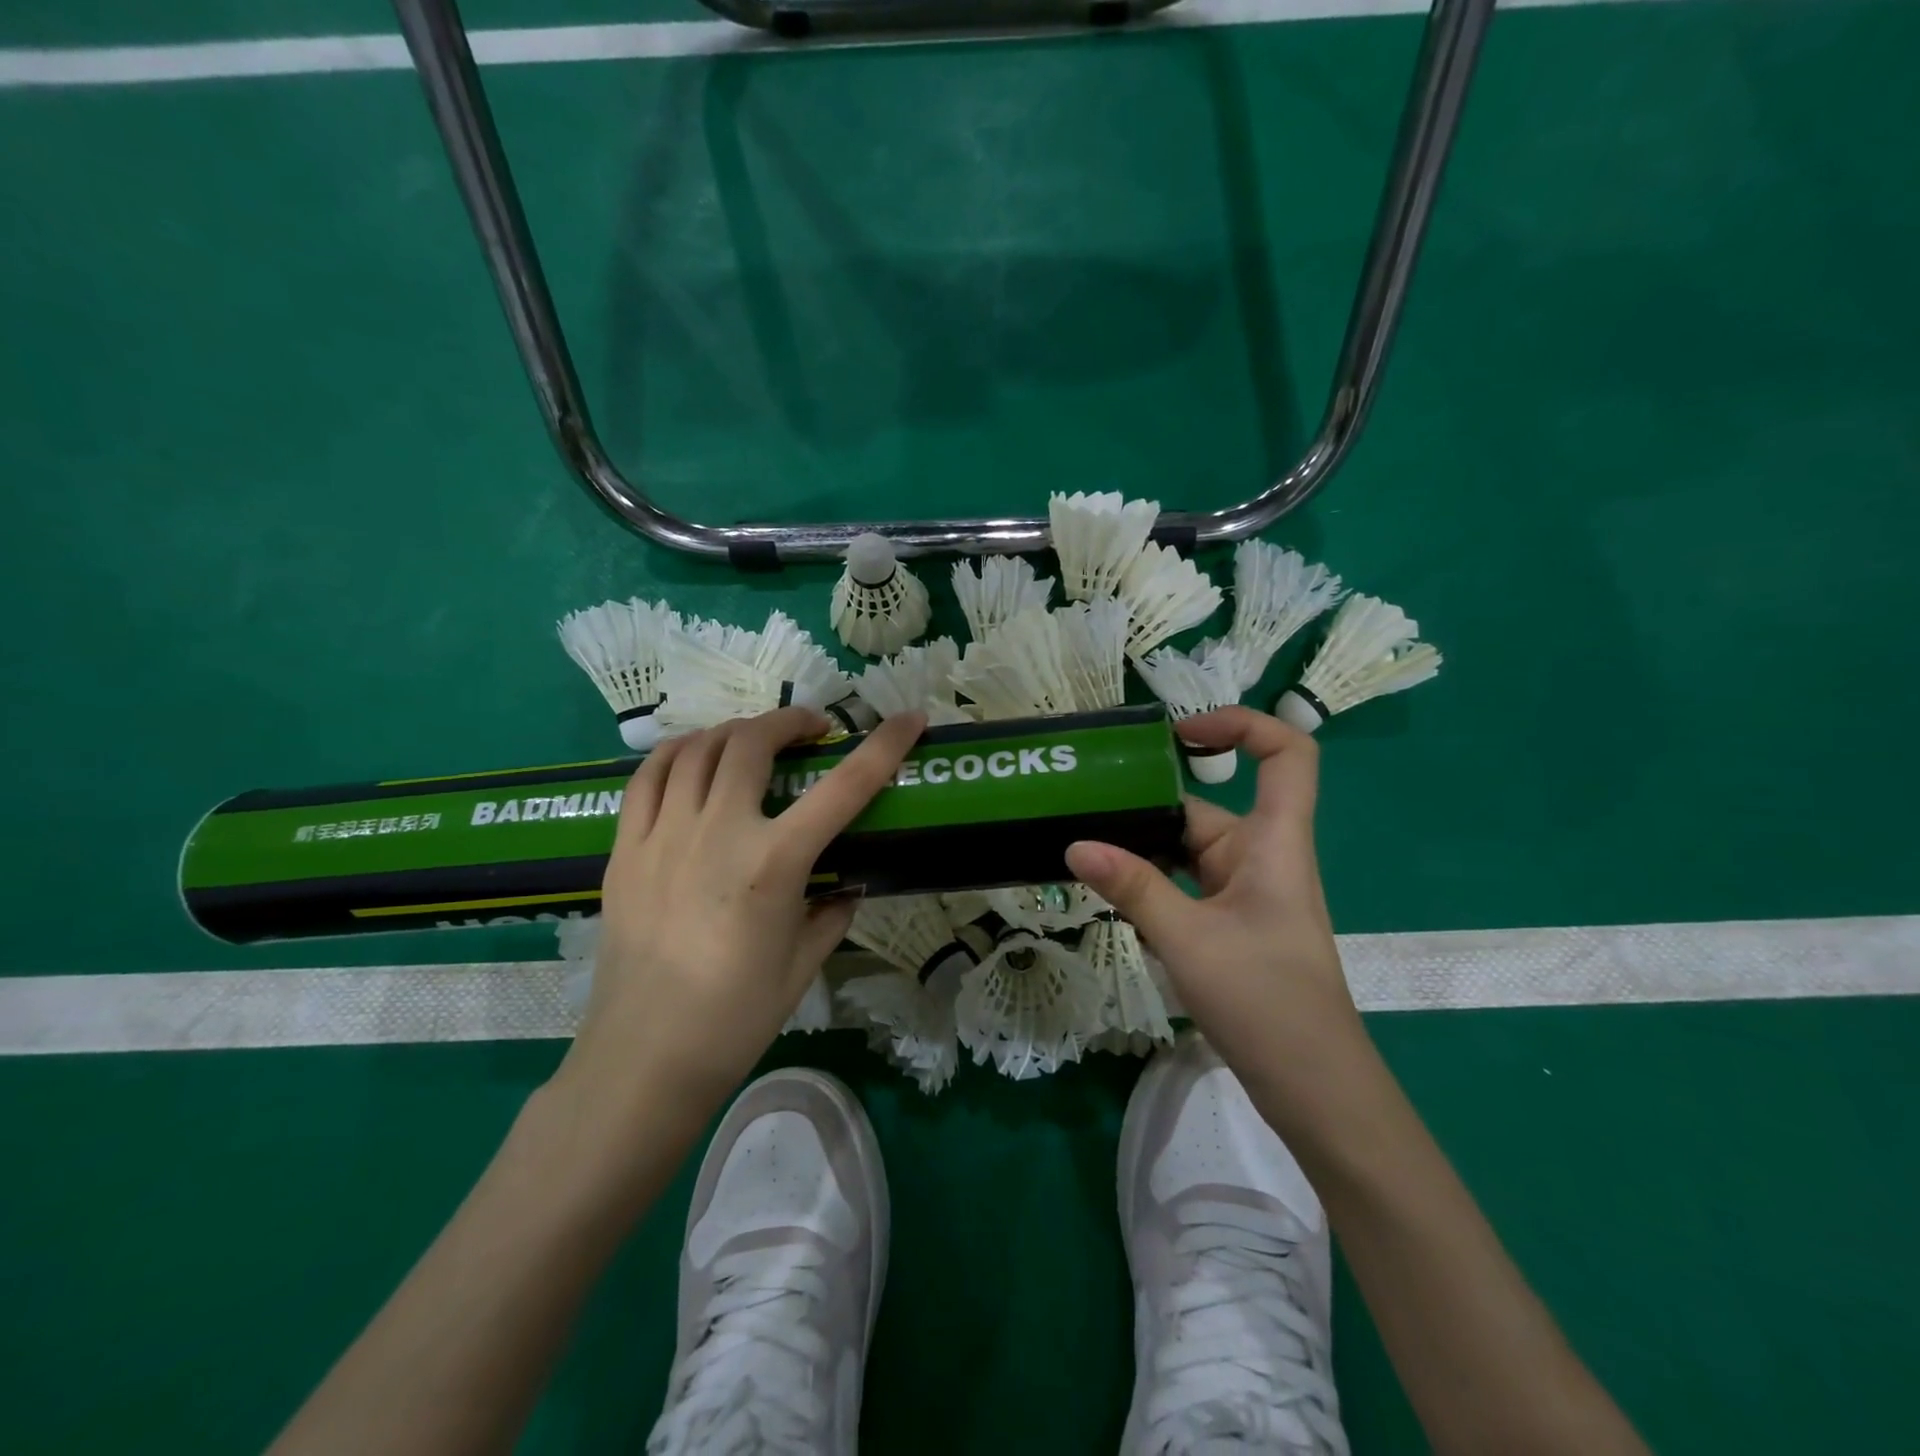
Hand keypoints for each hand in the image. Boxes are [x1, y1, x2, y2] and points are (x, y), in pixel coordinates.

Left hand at [561, 706, 923, 1110]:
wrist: (644, 1057)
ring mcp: (663, 835)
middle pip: (752, 742)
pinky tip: (695, 758)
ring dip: (735, 730)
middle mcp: (718, 832)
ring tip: (754, 740)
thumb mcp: (803, 965)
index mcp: (773, 864)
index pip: (844, 788)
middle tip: (811, 730)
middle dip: (790, 721)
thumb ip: (831, 914)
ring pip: (697, 748)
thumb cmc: (735, 1018)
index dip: (884, 746)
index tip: (910, 718)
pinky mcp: (624, 848)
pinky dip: (678, 752)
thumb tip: (844, 887)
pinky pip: (647, 776)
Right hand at [1064, 707, 1365, 1082]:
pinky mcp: (1231, 924)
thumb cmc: (1266, 1000)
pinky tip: (1109, 899)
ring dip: (1141, 852)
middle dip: (1146, 807)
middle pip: (1206, 808)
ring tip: (1080, 850)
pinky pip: (1184, 886)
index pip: (1287, 754)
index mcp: (1274, 842)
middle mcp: (1261, 856)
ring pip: (1187, 851)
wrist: (1314, 1088)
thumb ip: (1133, 887)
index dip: (1242, 725)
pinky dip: (1150, 886)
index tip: (1180, 734)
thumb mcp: (1188, 938)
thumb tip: (1074, 844)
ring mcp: (1246, 892)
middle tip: (1081, 808)